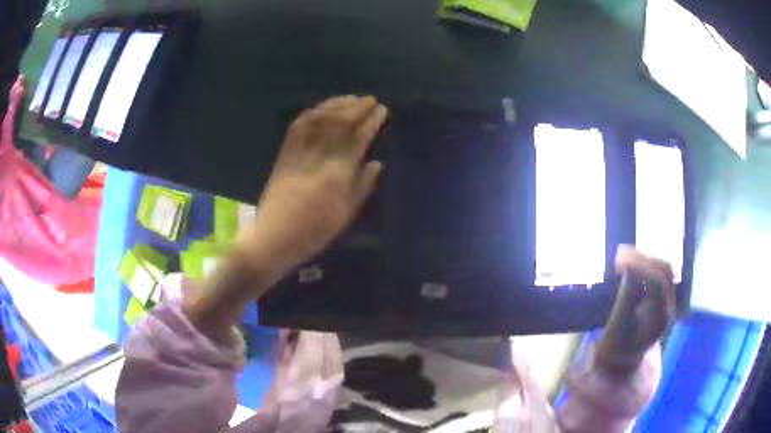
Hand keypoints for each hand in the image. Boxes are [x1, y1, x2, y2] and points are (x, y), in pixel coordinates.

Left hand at [236, 95, 387, 283]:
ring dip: (336, 105)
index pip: (357, 138)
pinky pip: (297, 126)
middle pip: (338, 123)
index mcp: (337, 176)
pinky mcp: (283, 154)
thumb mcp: (344, 215)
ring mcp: (298, 154)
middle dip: (357, 107)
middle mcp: (317, 158)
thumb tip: (377, 162)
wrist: (273, 238)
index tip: (382, 110)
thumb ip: (362, 186)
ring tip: (351, 99)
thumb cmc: (313, 233)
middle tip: (370, 100)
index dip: (371, 121)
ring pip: (319, 119)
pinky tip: (323, 108)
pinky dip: (312, 113)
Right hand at [596, 245, 675, 370]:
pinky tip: (631, 264)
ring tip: (624, 256)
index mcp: (660, 317)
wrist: (622, 361)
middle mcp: (668, 307)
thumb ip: (626, 294)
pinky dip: (645, 266)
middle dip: (644, 258)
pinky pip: (659, 274)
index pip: (658, 281)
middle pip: (665, 271)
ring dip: (645, 259)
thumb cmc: (616, 347)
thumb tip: (628, 265)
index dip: (640, 265)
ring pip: (663, 270)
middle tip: (620, 254)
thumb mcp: (617, 324)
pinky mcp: (662, 298)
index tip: (619, 259)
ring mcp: (667, 302)